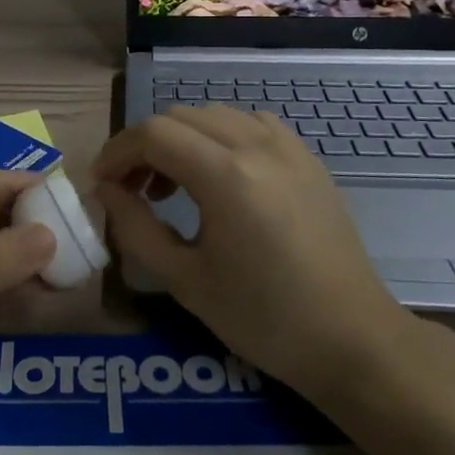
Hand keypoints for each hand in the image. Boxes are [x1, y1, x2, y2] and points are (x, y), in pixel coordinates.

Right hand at [92, 107, 414, 395]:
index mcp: (226, 175)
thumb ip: (136, 228)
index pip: (153, 134)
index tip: (102, 184)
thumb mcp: (185, 280)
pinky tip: (221, 175)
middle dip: (145, 145)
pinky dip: (221, 137)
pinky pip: (251, 124)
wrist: (352, 339)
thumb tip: (107, 191)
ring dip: (182, 138)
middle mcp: (257, 146)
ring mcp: (288, 147)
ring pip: (215, 115)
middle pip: (180, 117)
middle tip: (132, 190)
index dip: (117, 152)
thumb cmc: (264, 319)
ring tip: (173, 185)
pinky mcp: (308, 158)